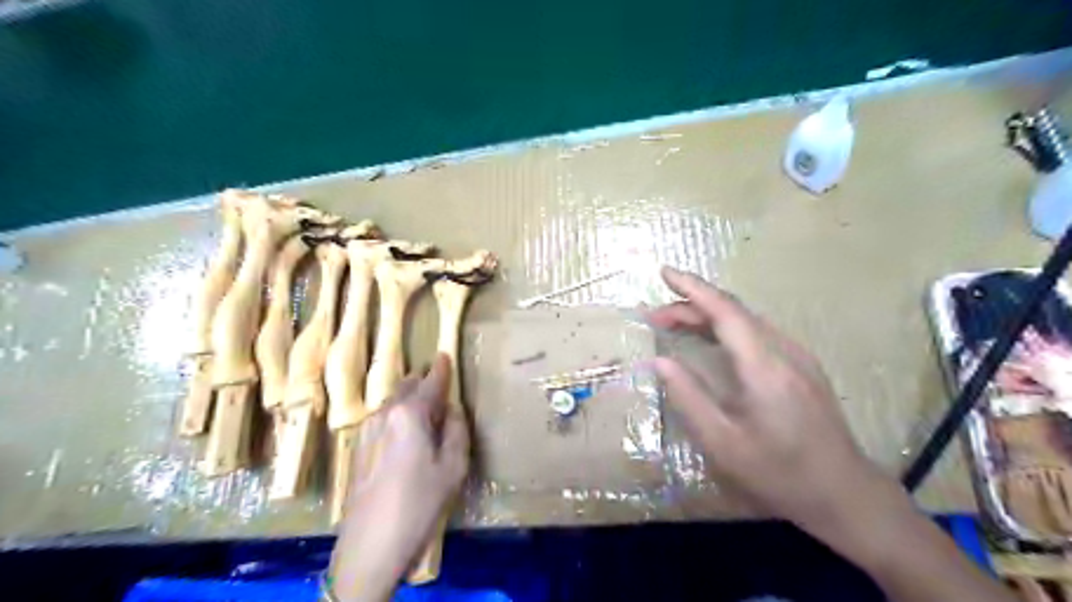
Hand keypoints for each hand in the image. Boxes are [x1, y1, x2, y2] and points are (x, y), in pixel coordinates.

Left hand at [329, 356, 466, 599]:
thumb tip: (451, 410)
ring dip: (410, 399)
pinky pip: (384, 418)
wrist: (370, 545)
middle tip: (440, 386)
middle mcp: (385, 413)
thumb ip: (456, 430)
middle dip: (424, 381)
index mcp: (410, 413)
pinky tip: (407, 434)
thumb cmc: (419, 503)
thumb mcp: (453, 467)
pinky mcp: (359, 447)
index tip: (445, 354)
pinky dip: (399, 415)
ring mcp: (367, 429)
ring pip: (393, 402)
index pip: (430, 381)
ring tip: (427, 411)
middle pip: (407, 386)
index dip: (441, 368)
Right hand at [643, 266, 887, 531]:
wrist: (845, 494)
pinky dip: (725, 329)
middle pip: (733, 312)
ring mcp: (797, 356)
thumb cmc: (779, 473)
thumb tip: (660, 362)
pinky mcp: (802, 366)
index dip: (692, 288)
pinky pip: (757, 333)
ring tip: (673, 325)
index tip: (664, 272)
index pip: (725, 311)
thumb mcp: (723, 443)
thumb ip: (689, 397)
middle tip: (654, 316)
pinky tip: (709, 341)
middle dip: (690, 305)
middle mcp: (784, 351)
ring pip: (745, 321)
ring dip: (707, 316)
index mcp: (764, 367)